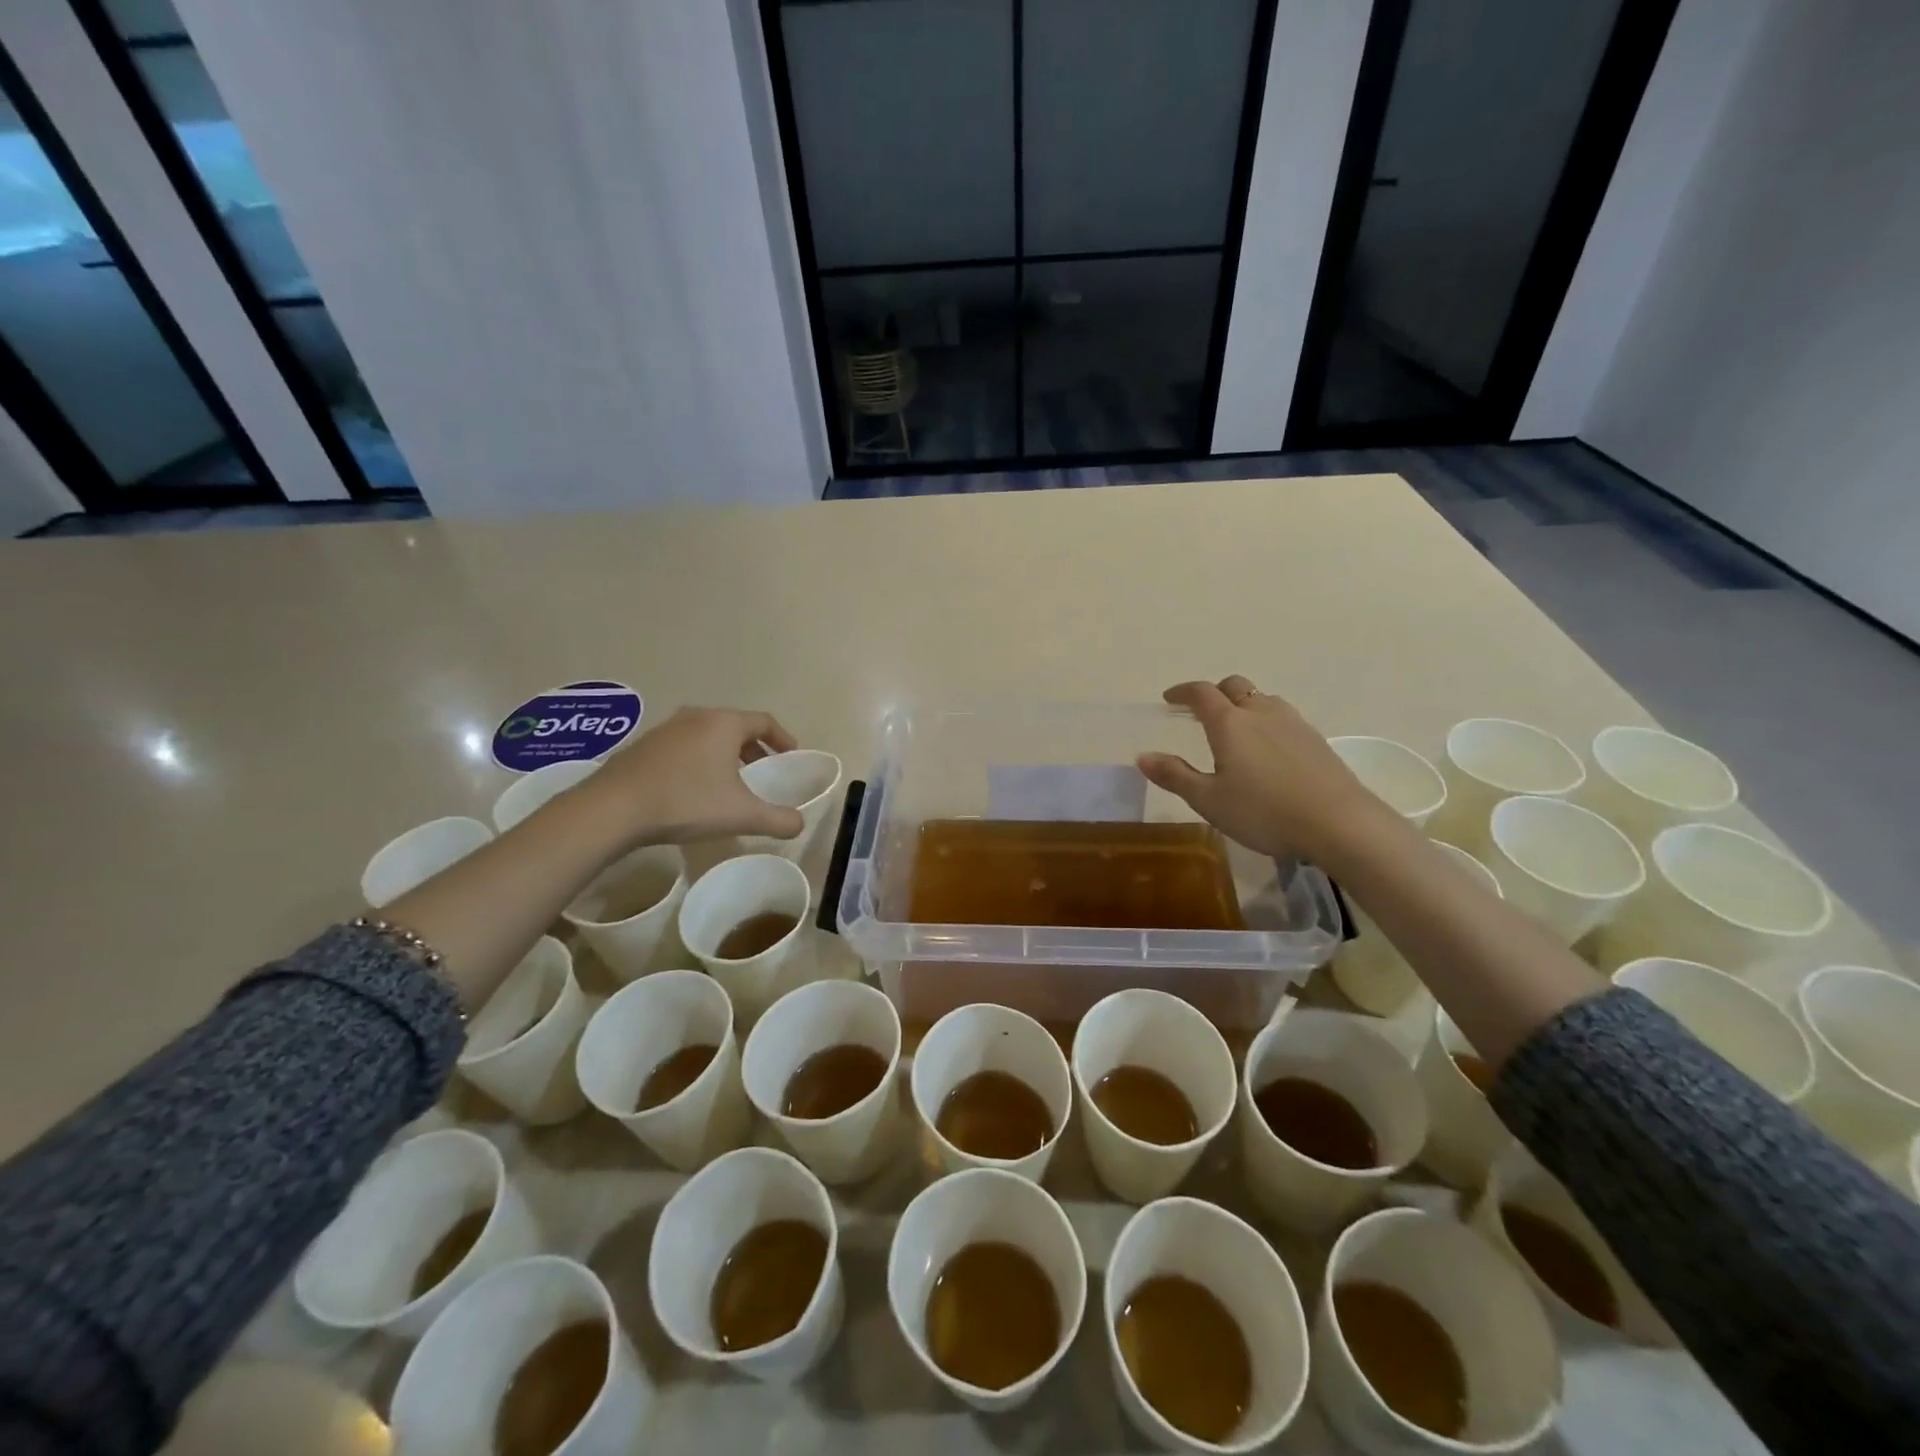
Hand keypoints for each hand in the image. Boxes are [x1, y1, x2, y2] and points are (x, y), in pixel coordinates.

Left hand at [577, 706, 805, 846]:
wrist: (613, 808)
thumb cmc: (686, 802)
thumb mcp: (741, 815)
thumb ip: (778, 819)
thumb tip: (800, 824)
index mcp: (724, 724)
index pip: (764, 721)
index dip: (782, 738)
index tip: (791, 756)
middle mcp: (696, 717)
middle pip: (735, 726)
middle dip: (753, 747)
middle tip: (762, 770)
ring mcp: (666, 729)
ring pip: (706, 735)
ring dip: (723, 753)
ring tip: (728, 780)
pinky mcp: (643, 745)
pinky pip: (683, 746)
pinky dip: (698, 759)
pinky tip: (692, 787)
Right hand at [1137, 676, 1379, 859]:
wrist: (1338, 823)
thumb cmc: (1263, 811)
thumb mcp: (1209, 800)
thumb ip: (1175, 776)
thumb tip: (1143, 756)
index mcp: (1229, 723)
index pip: (1201, 693)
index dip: (1182, 692)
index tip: (1169, 699)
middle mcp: (1260, 712)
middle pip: (1234, 686)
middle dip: (1214, 692)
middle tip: (1200, 712)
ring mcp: (1293, 723)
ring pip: (1262, 699)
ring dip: (1243, 705)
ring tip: (1235, 729)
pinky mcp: (1315, 739)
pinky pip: (1283, 718)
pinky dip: (1266, 722)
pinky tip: (1267, 750)